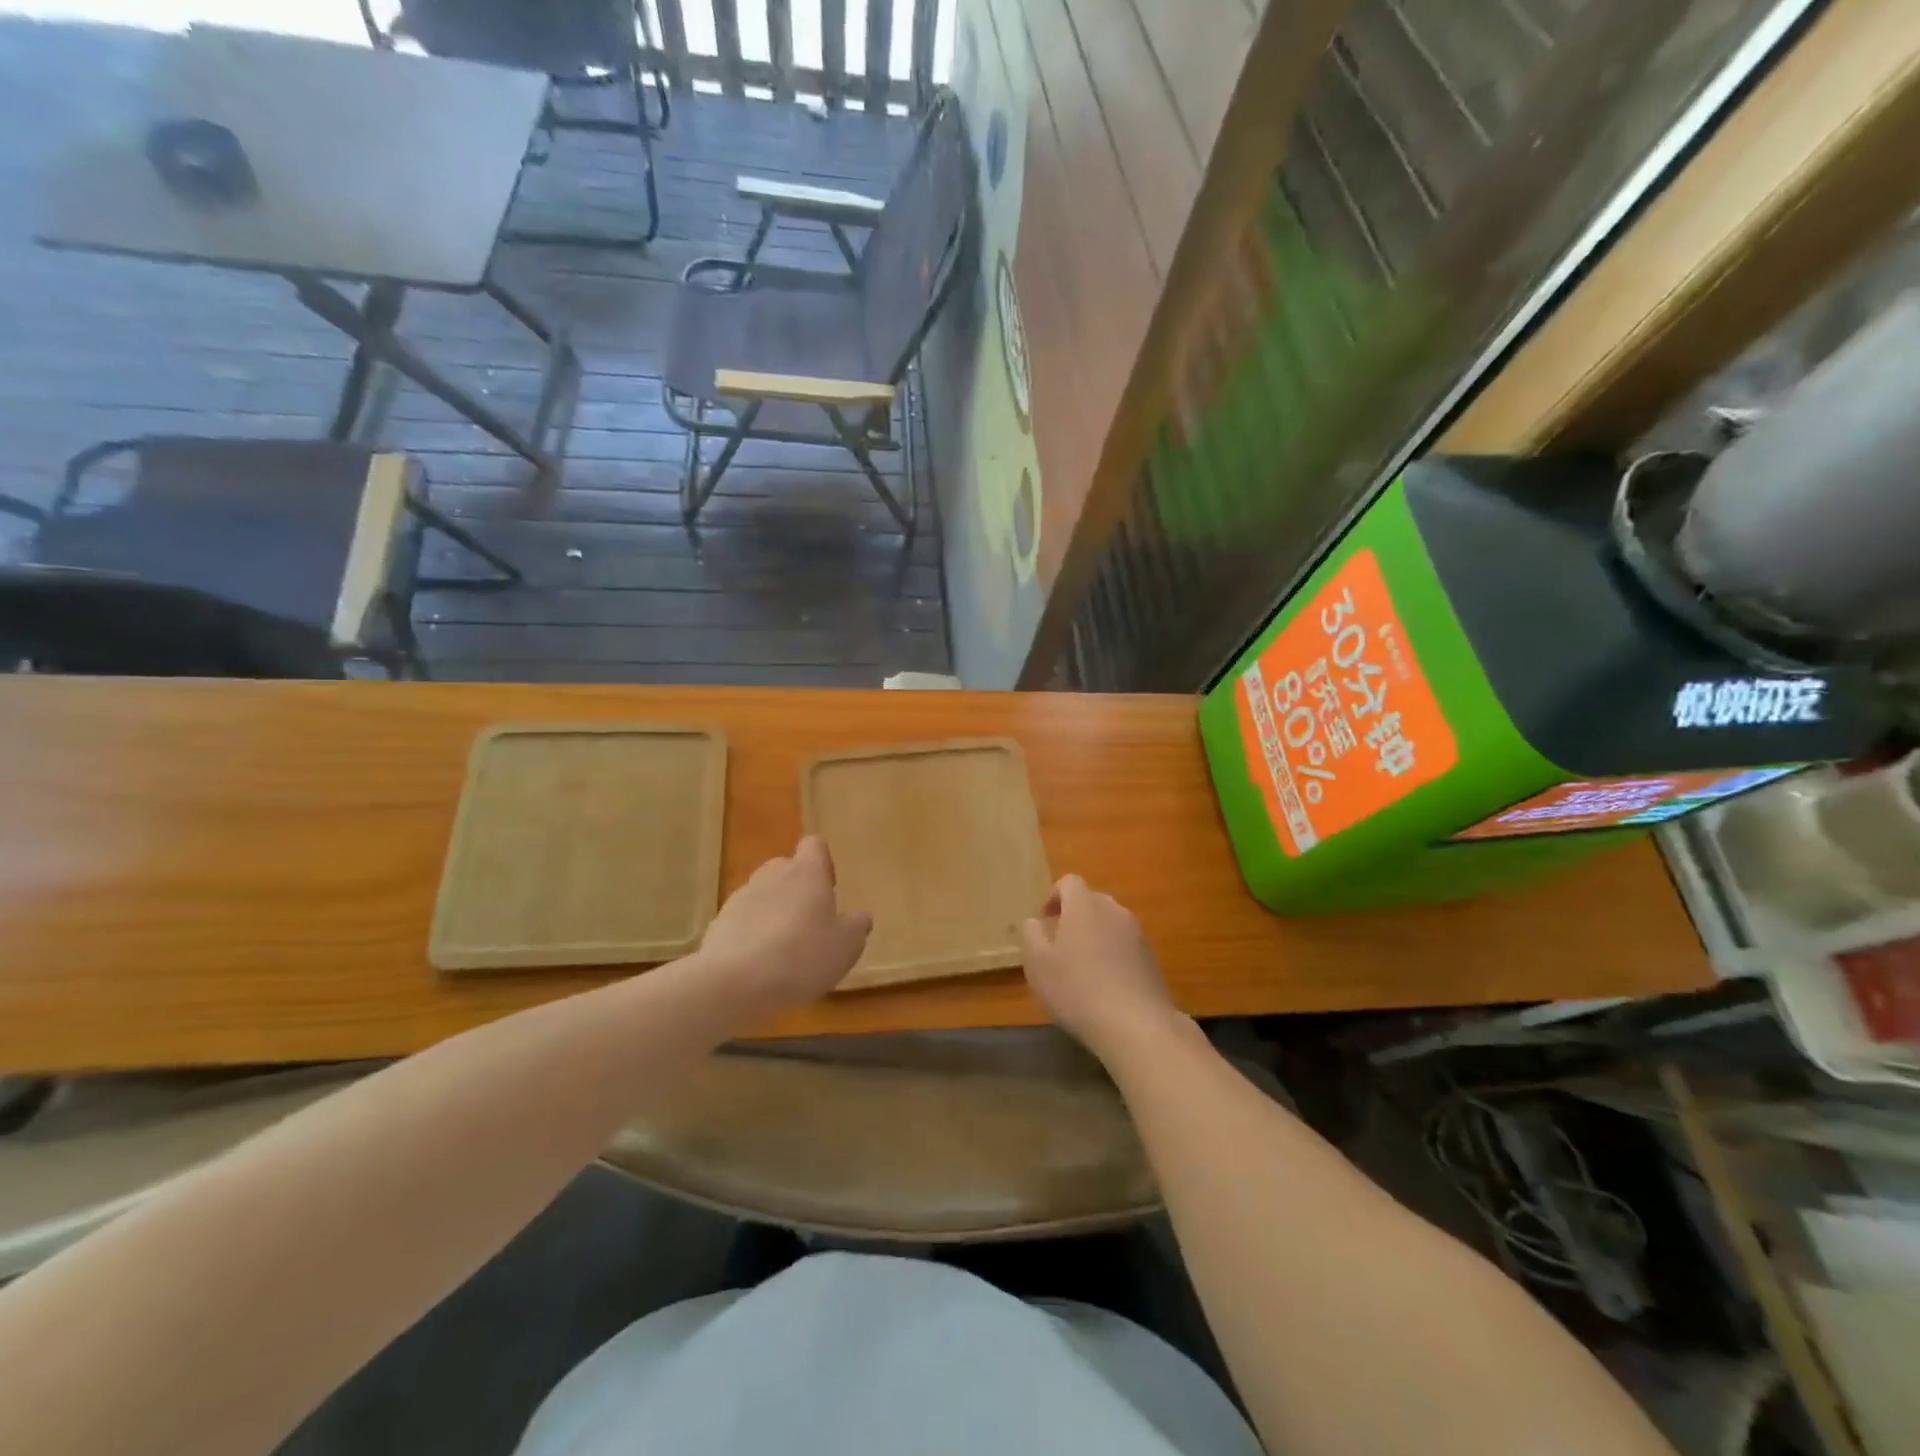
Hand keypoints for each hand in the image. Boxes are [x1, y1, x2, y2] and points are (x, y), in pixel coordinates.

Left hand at [695, 836, 870, 1019]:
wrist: (735, 981)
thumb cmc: (802, 955)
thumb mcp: (846, 946)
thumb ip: (856, 927)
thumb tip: (860, 917)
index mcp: (807, 873)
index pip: (814, 845)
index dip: (823, 862)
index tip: (829, 889)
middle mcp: (773, 875)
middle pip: (786, 868)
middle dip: (797, 889)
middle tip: (809, 922)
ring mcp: (742, 897)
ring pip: (763, 894)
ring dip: (774, 913)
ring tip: (784, 950)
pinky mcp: (719, 923)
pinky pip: (743, 921)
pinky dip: (752, 935)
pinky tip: (760, 966)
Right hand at [1021, 875, 1179, 1059]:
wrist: (1136, 1025)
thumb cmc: (1077, 989)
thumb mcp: (1038, 963)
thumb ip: (1032, 934)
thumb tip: (1036, 922)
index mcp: (1084, 905)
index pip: (1069, 882)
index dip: (1054, 897)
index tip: (1044, 923)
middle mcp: (1114, 910)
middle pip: (1091, 901)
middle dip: (1074, 917)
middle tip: (1059, 947)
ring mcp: (1137, 934)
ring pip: (1109, 924)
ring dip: (1094, 937)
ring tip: (1082, 970)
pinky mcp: (1151, 958)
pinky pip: (1125, 946)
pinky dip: (1112, 956)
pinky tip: (1105, 987)